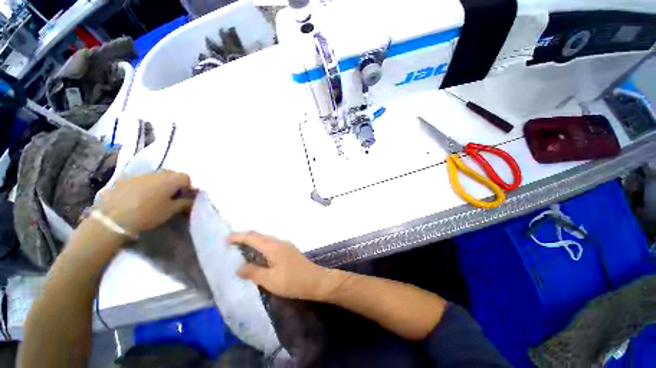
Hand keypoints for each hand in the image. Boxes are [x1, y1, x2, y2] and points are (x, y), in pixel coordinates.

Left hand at [97, 170, 193, 232]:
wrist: (112, 219)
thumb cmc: (147, 214)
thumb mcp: (170, 211)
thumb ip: (183, 203)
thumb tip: (190, 200)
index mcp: (170, 179)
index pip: (186, 178)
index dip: (187, 187)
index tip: (183, 198)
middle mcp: (156, 173)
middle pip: (171, 174)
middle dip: (173, 184)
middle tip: (170, 198)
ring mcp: (139, 174)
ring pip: (155, 176)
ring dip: (158, 184)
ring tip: (153, 198)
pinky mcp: (124, 179)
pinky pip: (140, 180)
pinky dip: (143, 186)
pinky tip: (137, 198)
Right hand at [231, 232, 344, 301]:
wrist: (315, 280)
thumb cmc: (292, 281)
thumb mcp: (269, 280)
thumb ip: (253, 272)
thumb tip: (239, 267)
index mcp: (273, 247)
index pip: (253, 237)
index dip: (239, 236)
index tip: (226, 239)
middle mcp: (279, 242)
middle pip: (260, 236)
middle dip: (245, 237)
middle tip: (231, 243)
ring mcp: (286, 245)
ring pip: (266, 239)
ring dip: (254, 241)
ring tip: (242, 248)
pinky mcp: (289, 250)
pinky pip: (272, 244)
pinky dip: (262, 246)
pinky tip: (259, 254)